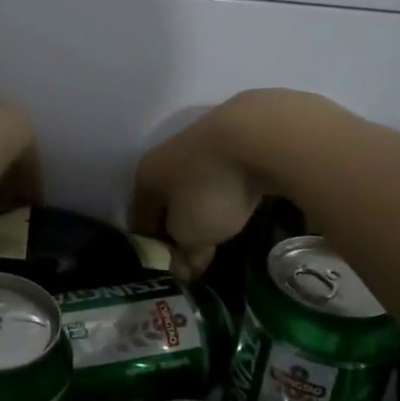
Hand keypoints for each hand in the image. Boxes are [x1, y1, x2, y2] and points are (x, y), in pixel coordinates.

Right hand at [131, 91, 301, 278]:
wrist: (260, 133)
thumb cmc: (211, 188)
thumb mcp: (191, 232)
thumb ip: (184, 251)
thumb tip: (184, 266)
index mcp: (147, 174)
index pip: (139, 217)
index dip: (152, 247)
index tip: (170, 268)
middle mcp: (168, 152)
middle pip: (168, 196)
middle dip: (180, 223)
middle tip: (199, 252)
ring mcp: (204, 137)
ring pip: (198, 179)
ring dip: (206, 202)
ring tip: (226, 225)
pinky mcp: (239, 132)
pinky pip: (228, 169)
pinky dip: (232, 185)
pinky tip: (247, 197)